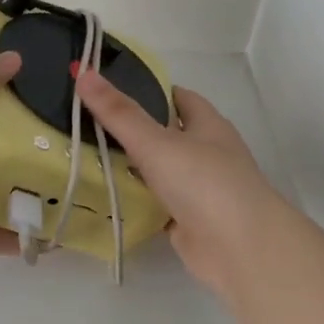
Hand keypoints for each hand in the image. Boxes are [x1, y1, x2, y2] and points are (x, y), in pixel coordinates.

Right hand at [76, 69, 295, 305]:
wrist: (240, 250)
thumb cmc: (204, 183)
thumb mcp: (156, 141)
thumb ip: (118, 112)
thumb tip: (83, 73)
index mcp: (207, 126)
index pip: (177, 97)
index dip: (148, 90)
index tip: (111, 89)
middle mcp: (206, 153)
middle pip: (165, 134)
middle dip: (131, 129)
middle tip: (86, 122)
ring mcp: (199, 190)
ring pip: (158, 171)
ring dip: (130, 166)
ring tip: (84, 155)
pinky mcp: (187, 222)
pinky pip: (154, 204)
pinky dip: (133, 200)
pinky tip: (103, 196)